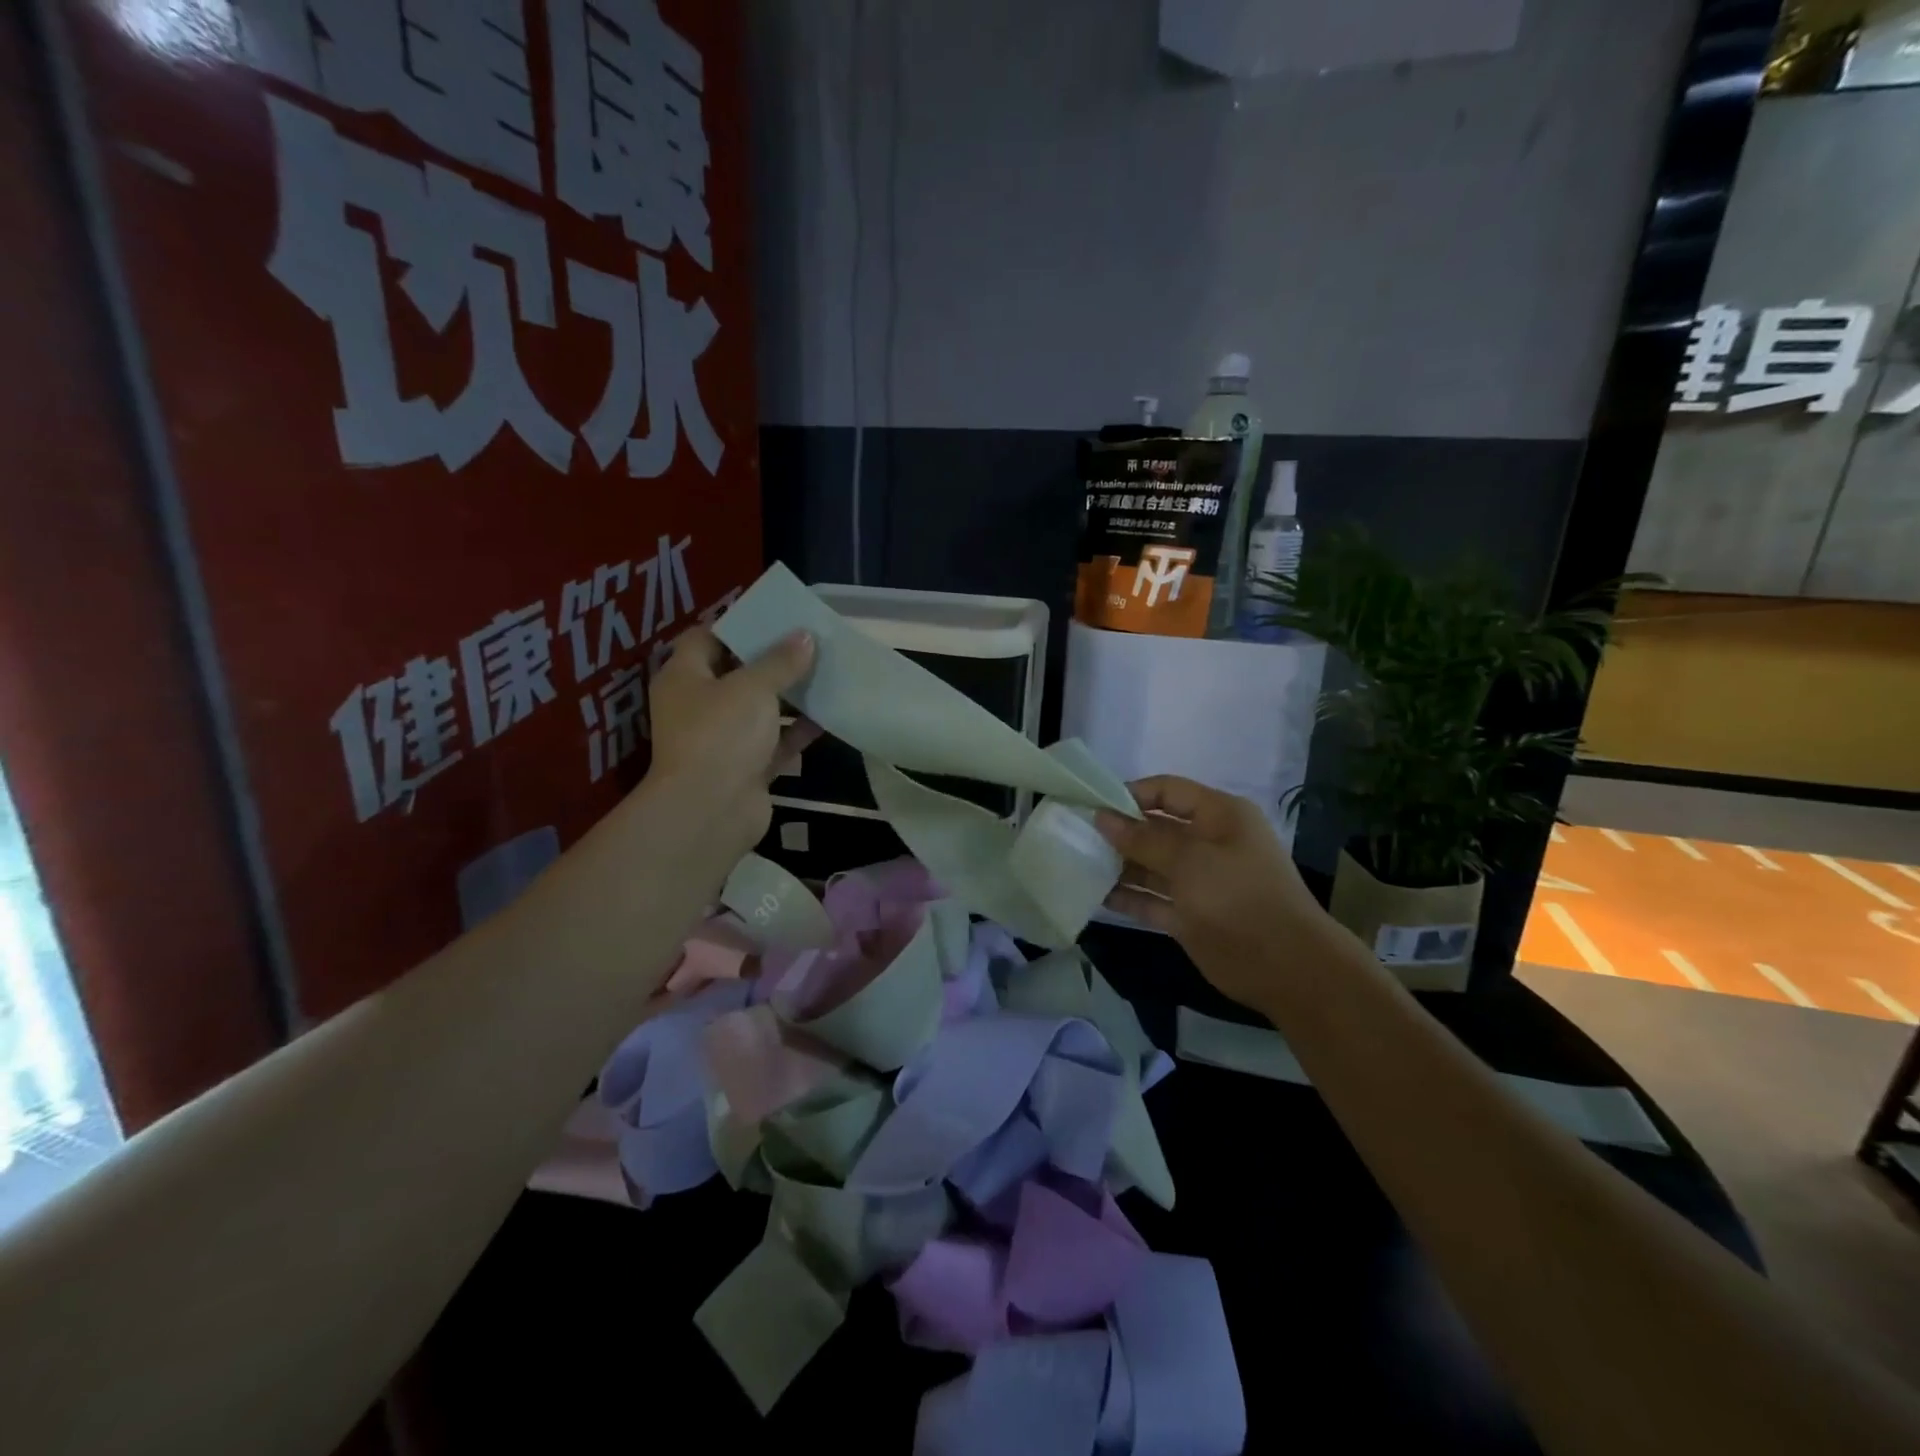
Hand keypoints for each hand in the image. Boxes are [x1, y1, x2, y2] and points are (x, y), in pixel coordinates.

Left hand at [643, 626, 818, 860]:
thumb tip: (805, 637)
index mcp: (684, 676)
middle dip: (771, 661)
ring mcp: (722, 739)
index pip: (705, 638)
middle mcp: (698, 705)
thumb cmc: (721, 734)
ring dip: (789, 697)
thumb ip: (780, 661)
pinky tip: (828, 716)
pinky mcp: (745, 768)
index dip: (737, 625)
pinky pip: (774, 743)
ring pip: (759, 710)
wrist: (710, 811)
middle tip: (808, 644)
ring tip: (824, 674)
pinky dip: (796, 732)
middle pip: (736, 673)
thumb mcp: (753, 687)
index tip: (774, 617)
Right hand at [1095, 776, 1345, 1013]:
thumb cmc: (1238, 896)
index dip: (1130, 794)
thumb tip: (1103, 817)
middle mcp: (1208, 843)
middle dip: (1119, 831)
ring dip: (1119, 865)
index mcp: (1219, 816)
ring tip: (1078, 863)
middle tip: (1076, 835)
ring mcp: (1199, 881)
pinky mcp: (1190, 915)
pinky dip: (1128, 897)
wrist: (1285, 966)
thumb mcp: (1189, 860)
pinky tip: (1095, 895)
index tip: (1092, 804)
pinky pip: (1152, 899)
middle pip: (1156, 828)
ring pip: (1151, 865)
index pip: (1168, 791)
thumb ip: (1143, 838)